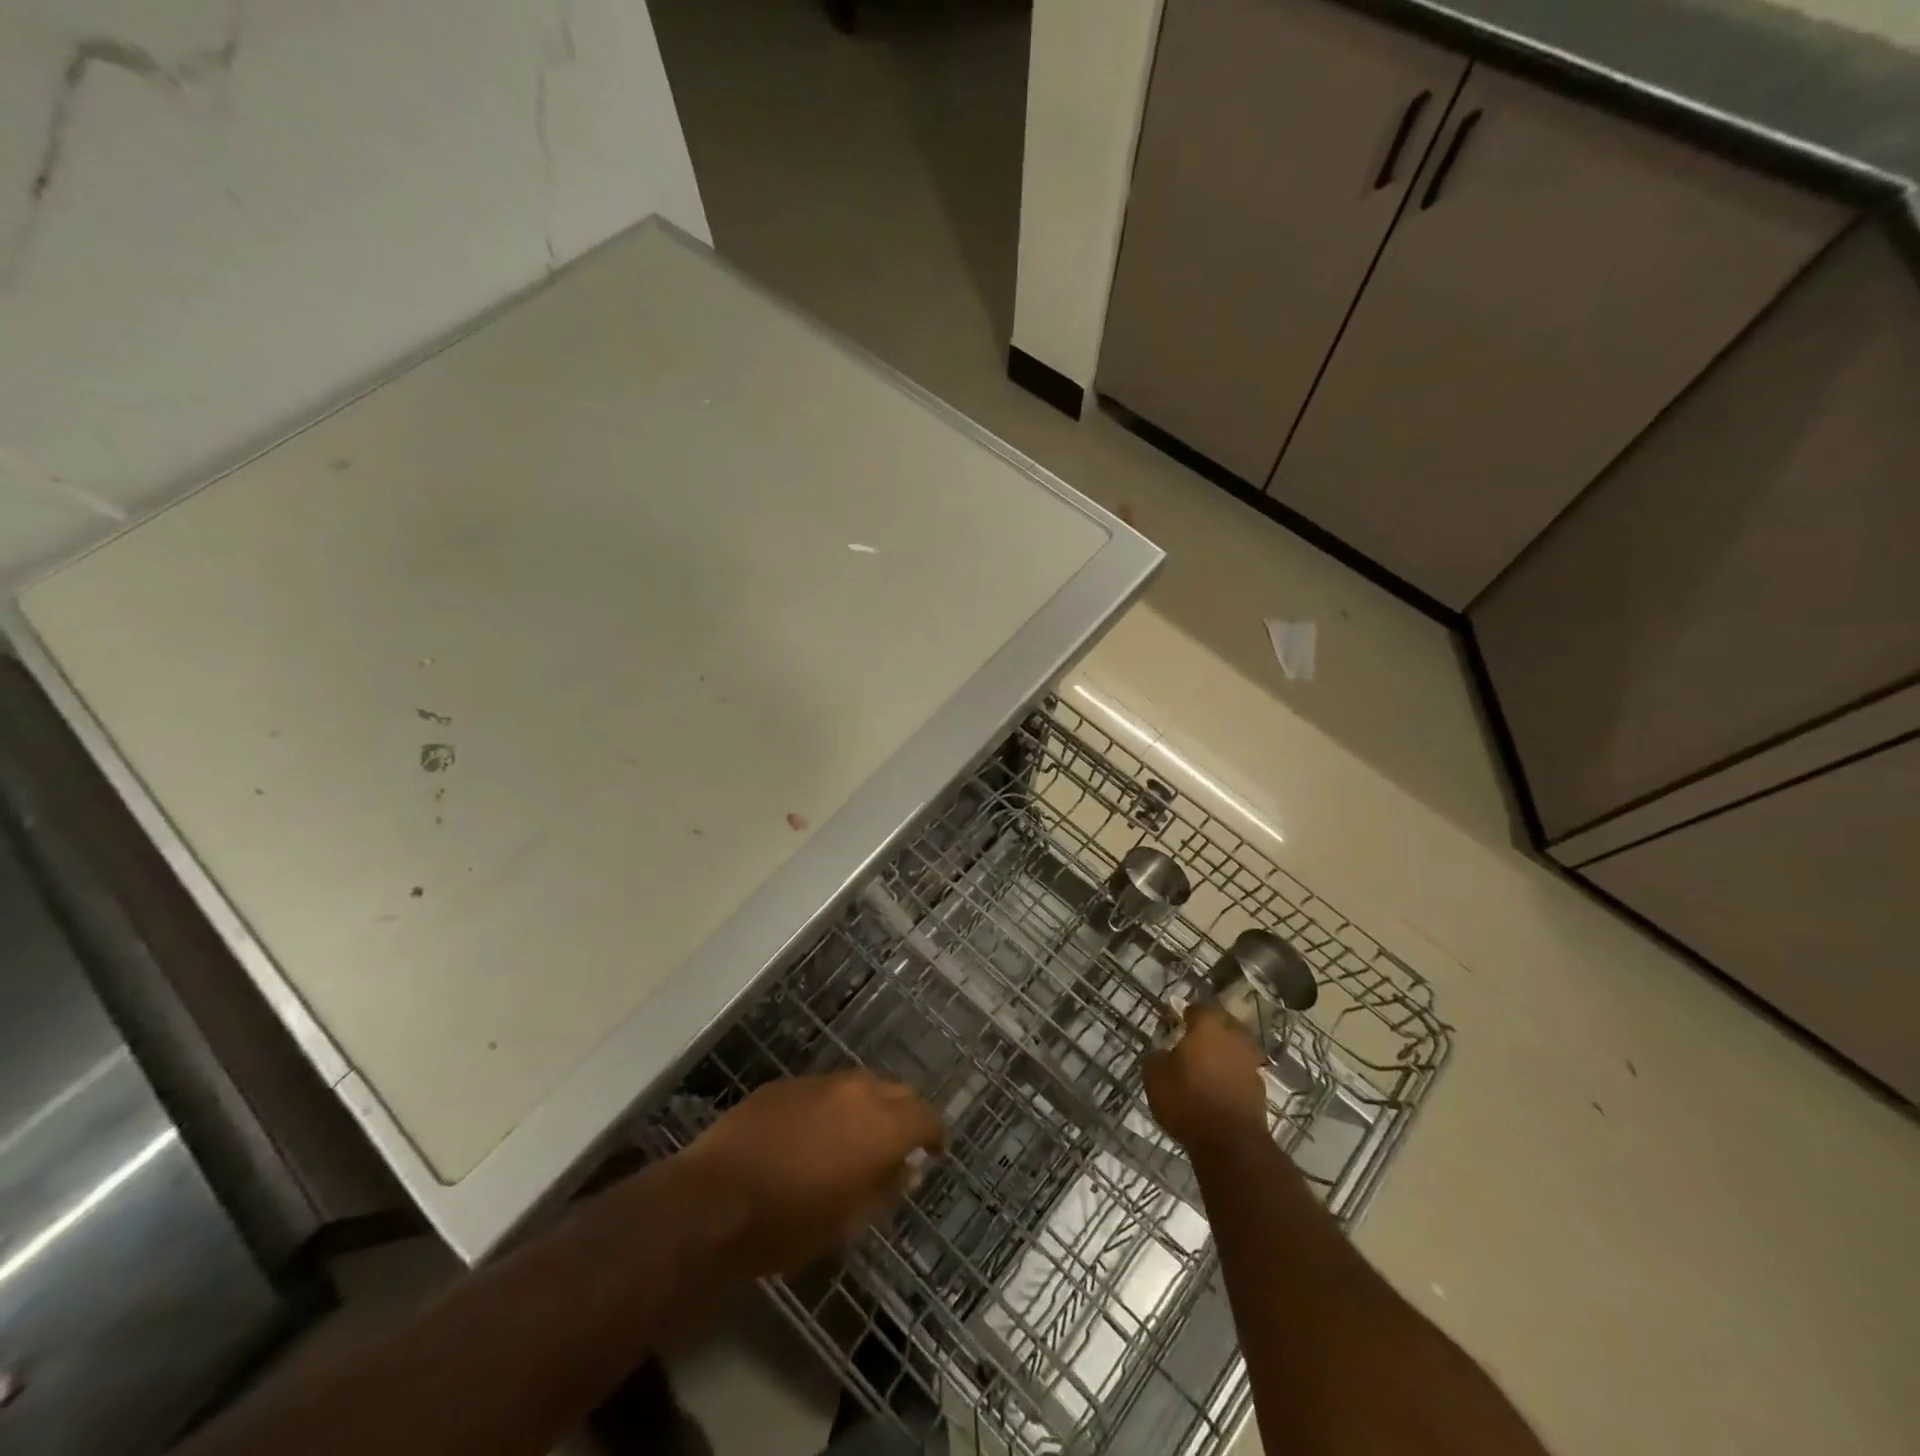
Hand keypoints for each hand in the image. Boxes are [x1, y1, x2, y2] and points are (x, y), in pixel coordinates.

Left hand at [681, 1070, 944, 1277]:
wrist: (715, 1200)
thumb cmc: (789, 1223)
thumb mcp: (848, 1222)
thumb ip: (886, 1189)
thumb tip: (908, 1170)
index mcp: (881, 1125)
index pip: (926, 1116)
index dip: (935, 1134)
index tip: (934, 1152)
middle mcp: (857, 1091)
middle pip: (898, 1091)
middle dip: (905, 1114)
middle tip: (899, 1145)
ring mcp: (819, 1081)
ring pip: (861, 1084)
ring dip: (870, 1105)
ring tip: (858, 1136)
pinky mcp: (787, 1083)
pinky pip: (825, 1088)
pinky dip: (834, 1105)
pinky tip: (815, 1133)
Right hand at [1144, 1004, 1269, 1155]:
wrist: (1231, 1144)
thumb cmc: (1187, 1100)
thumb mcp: (1155, 1076)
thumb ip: (1158, 1056)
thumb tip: (1164, 1051)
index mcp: (1208, 1027)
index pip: (1199, 1008)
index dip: (1186, 1013)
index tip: (1175, 1023)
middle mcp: (1233, 1038)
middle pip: (1222, 1026)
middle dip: (1208, 1032)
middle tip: (1190, 1044)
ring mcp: (1250, 1064)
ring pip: (1234, 1050)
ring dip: (1222, 1055)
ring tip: (1205, 1069)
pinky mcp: (1260, 1090)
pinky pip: (1241, 1074)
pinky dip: (1231, 1077)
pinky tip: (1217, 1089)